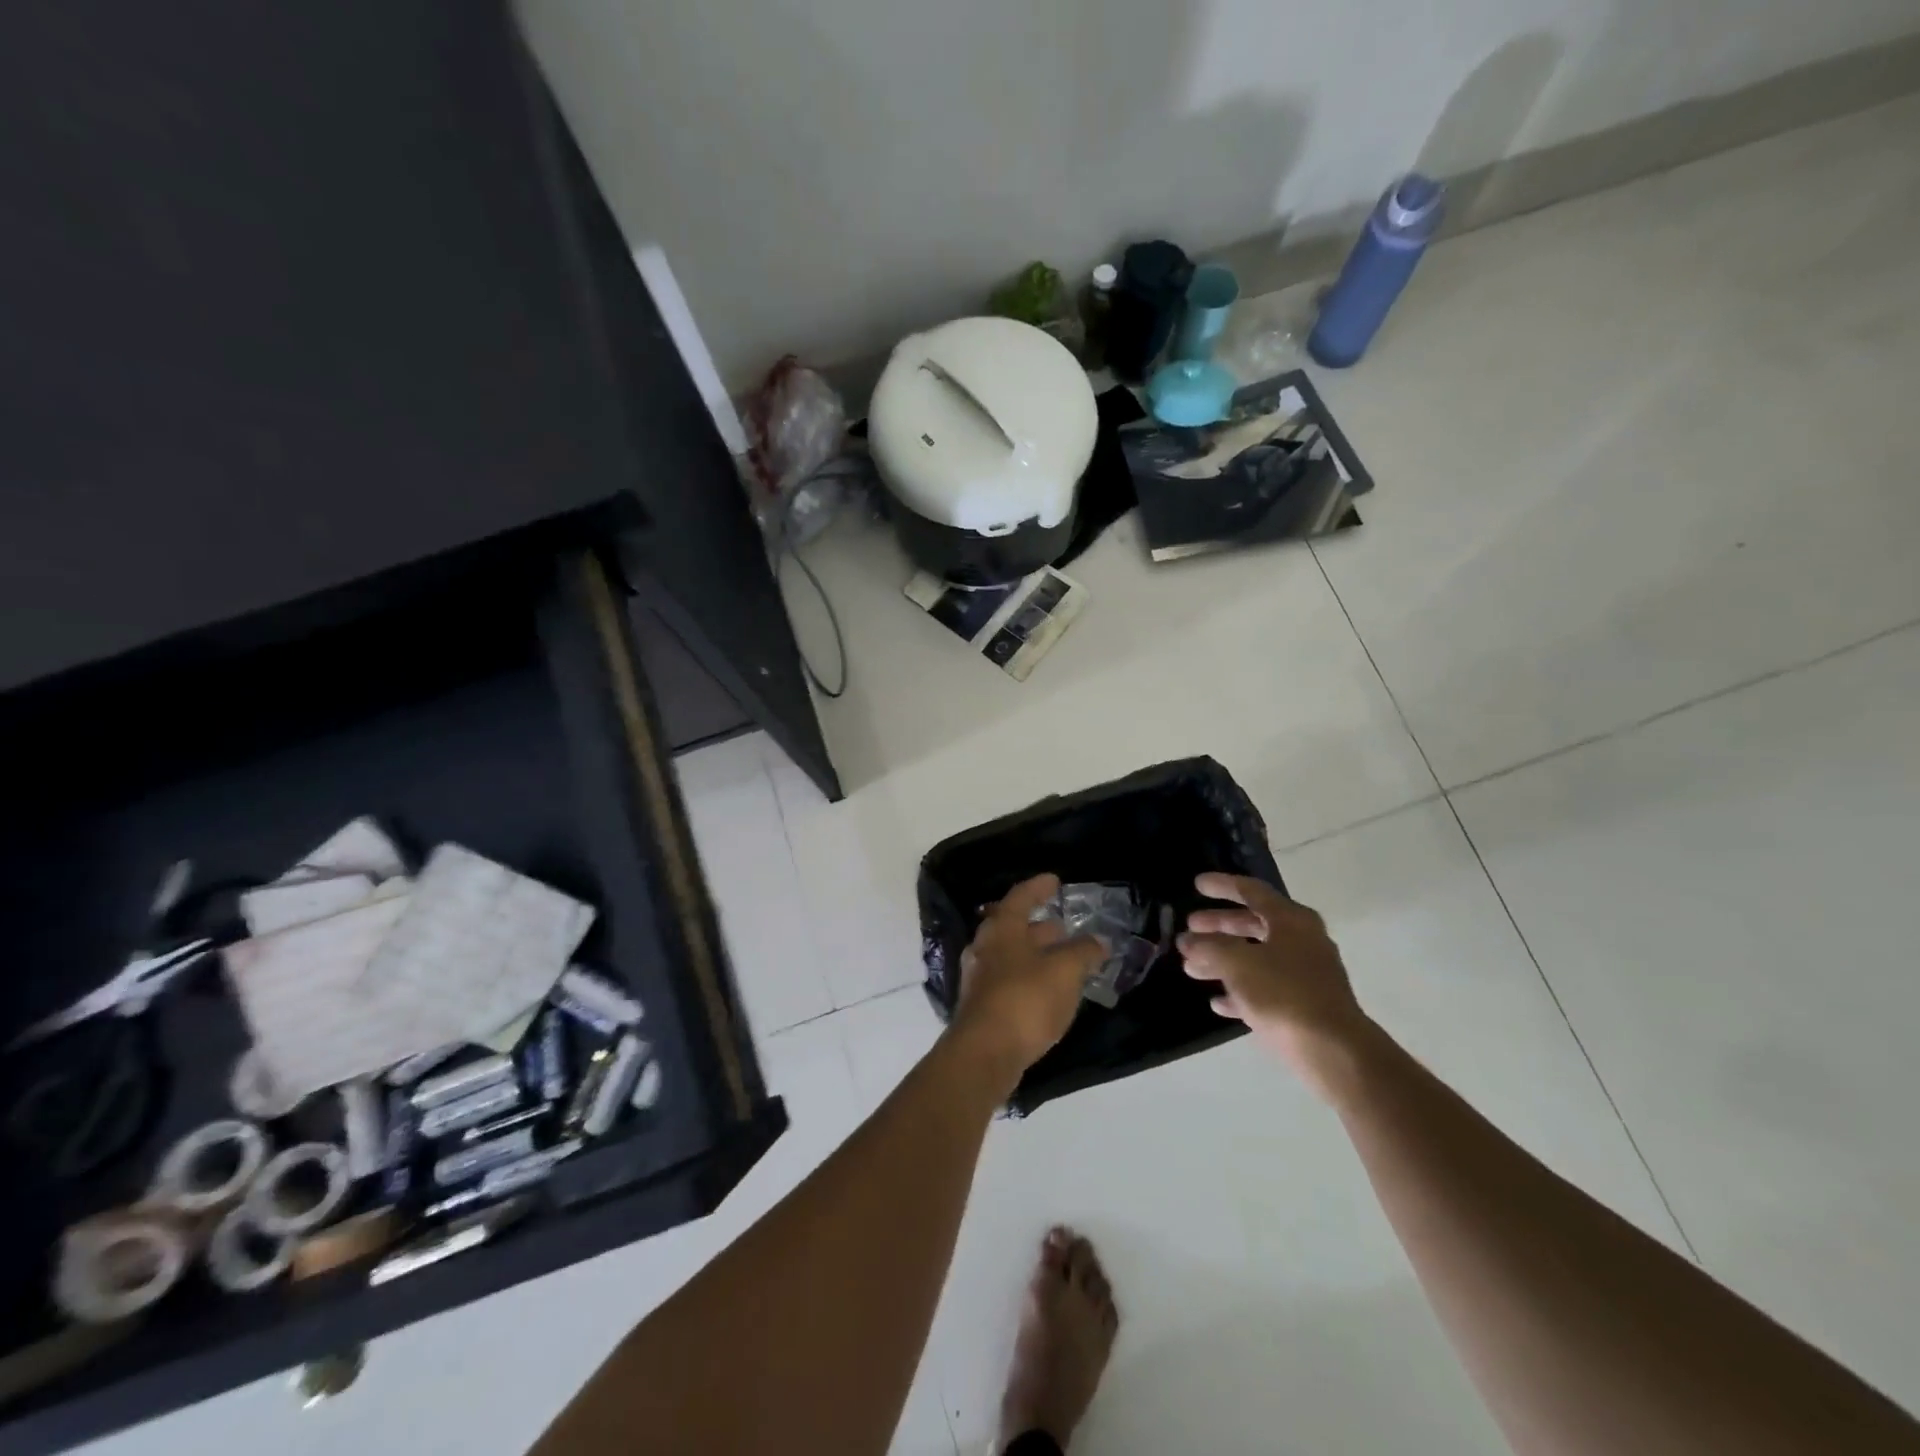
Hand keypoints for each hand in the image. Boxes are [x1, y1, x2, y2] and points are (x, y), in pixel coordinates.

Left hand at [949, 874, 1105, 1088]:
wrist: (984, 1053)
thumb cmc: (1025, 1000)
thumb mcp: (1064, 971)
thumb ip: (1083, 952)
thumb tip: (1098, 942)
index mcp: (1002, 929)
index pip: (1020, 897)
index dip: (1039, 887)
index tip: (1055, 880)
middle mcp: (985, 948)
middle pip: (1013, 927)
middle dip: (1040, 926)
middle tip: (1064, 926)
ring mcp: (980, 978)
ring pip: (1011, 955)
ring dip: (1036, 954)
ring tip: (1063, 959)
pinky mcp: (982, 1007)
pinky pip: (1010, 981)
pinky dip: (1030, 978)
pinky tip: (1048, 992)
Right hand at [1178, 873, 1375, 1102]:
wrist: (1334, 1052)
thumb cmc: (1284, 995)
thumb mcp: (1238, 964)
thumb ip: (1209, 948)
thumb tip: (1188, 941)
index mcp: (1291, 921)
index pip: (1252, 891)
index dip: (1222, 886)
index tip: (1196, 885)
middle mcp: (1302, 941)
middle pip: (1253, 924)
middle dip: (1218, 926)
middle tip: (1189, 928)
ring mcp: (1306, 975)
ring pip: (1256, 958)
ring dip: (1223, 960)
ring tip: (1191, 968)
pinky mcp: (1304, 1006)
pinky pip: (1265, 989)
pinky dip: (1240, 991)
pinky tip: (1217, 1003)